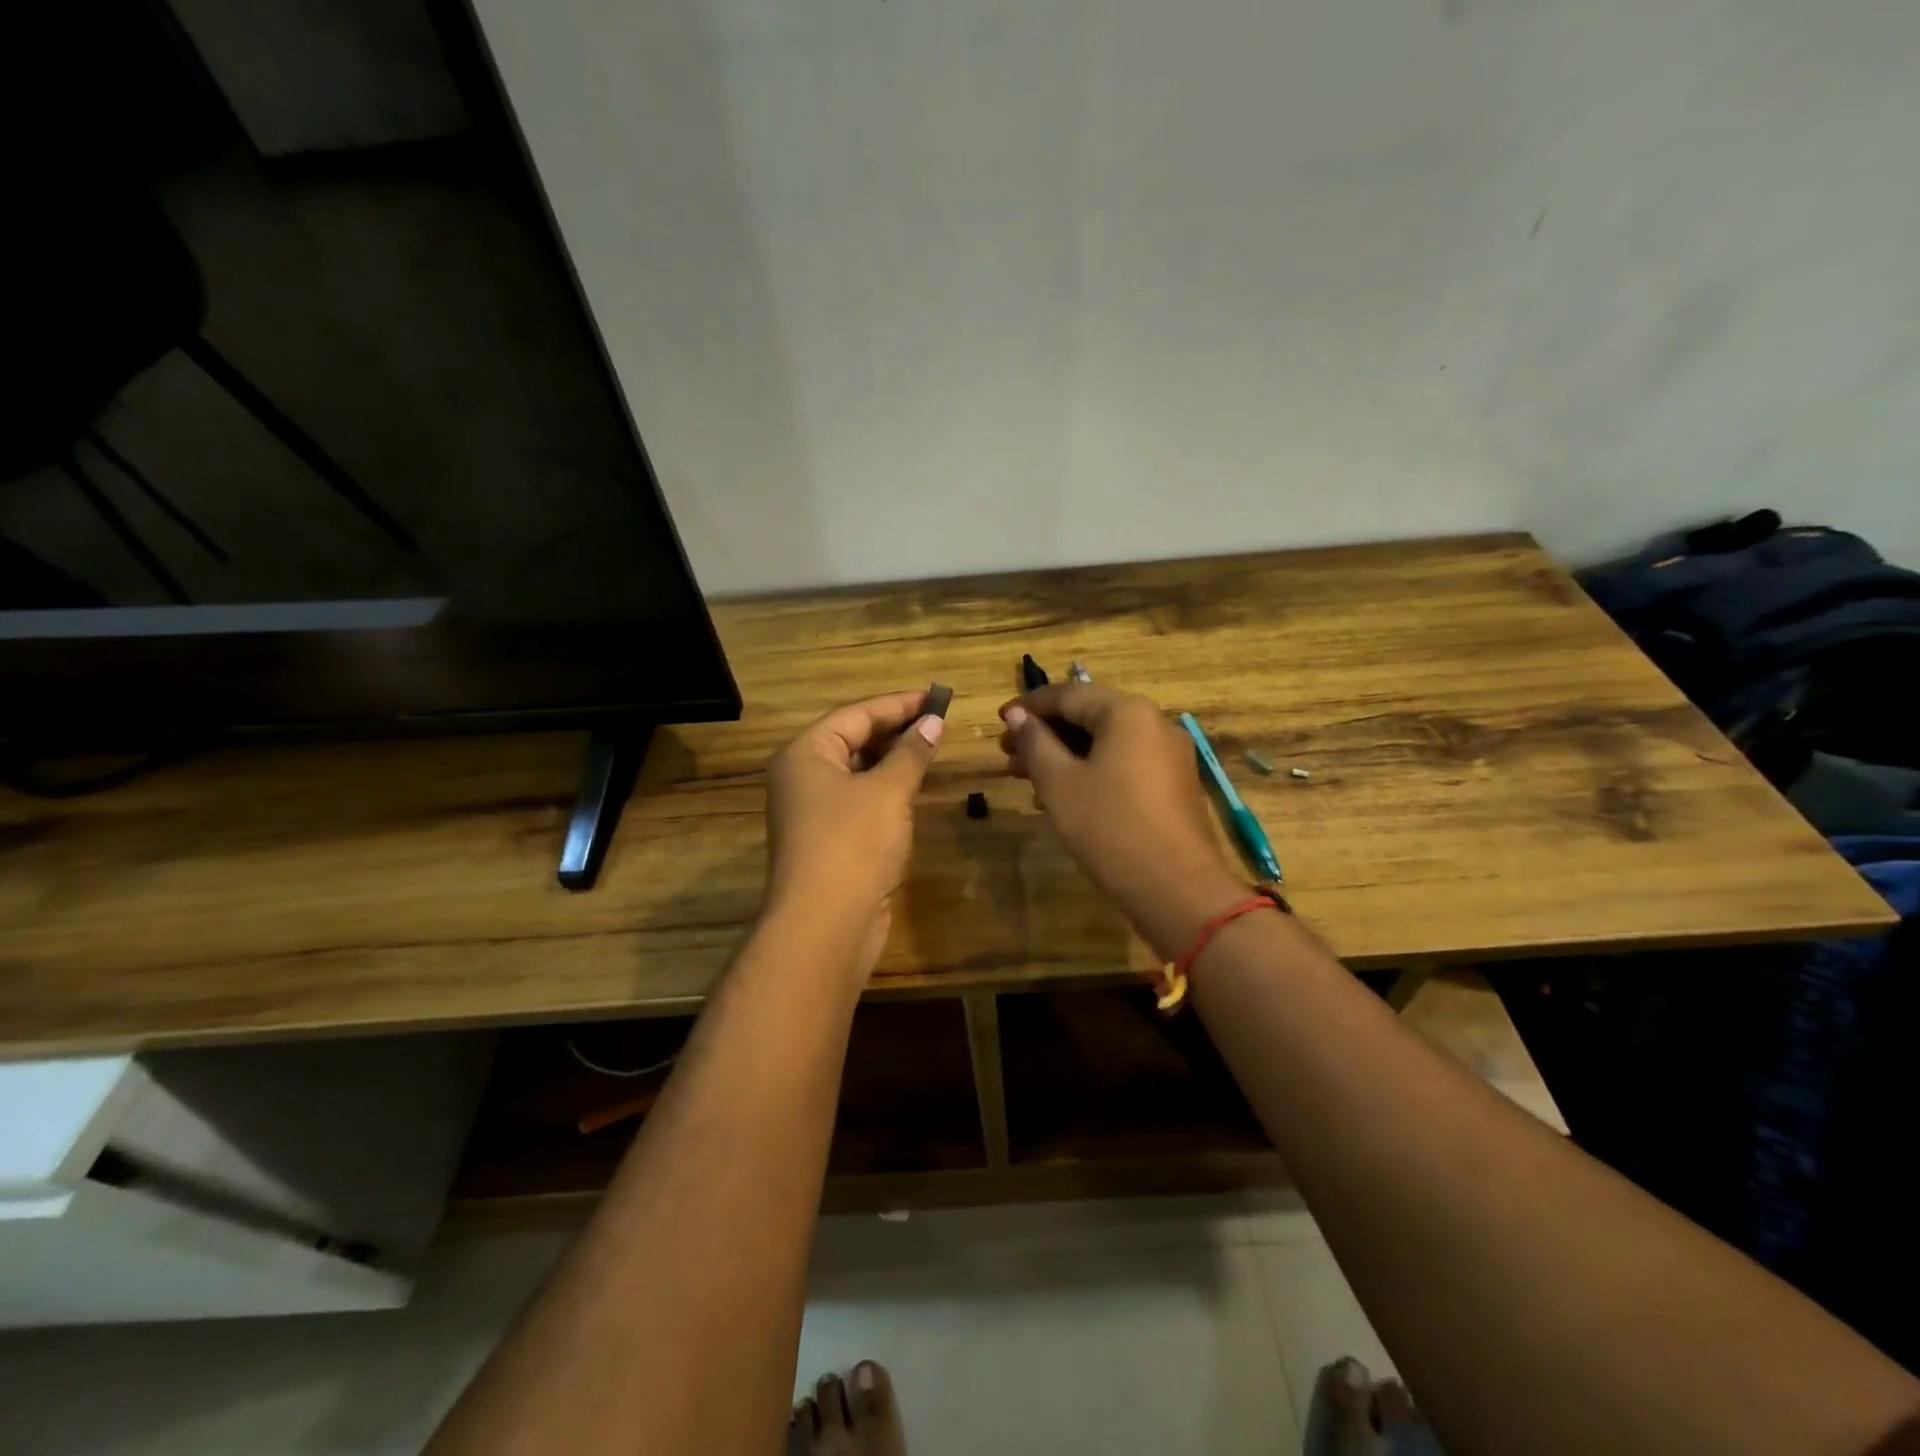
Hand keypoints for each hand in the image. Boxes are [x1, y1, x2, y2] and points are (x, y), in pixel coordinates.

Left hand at [764, 690, 944, 975]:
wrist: (826, 924)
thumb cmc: (853, 843)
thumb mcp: (888, 791)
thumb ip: (911, 753)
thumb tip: (933, 722)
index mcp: (806, 754)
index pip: (856, 714)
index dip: (898, 704)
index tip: (937, 697)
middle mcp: (803, 777)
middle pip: (853, 739)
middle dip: (896, 729)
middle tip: (938, 720)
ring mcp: (814, 811)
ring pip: (858, 772)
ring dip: (893, 759)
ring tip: (932, 746)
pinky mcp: (829, 840)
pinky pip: (860, 800)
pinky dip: (886, 789)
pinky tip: (913, 787)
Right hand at [999, 684, 1244, 959]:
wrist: (1176, 888)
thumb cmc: (1109, 827)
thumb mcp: (1060, 782)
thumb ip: (1035, 742)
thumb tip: (1017, 714)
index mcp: (1127, 712)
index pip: (1069, 695)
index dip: (1028, 706)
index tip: (999, 720)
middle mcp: (1154, 723)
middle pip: (1089, 717)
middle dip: (1045, 734)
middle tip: (1008, 755)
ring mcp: (1169, 755)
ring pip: (1106, 743)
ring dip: (1064, 755)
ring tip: (1026, 778)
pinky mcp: (1174, 785)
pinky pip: (1124, 764)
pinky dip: (1090, 771)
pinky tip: (1063, 796)